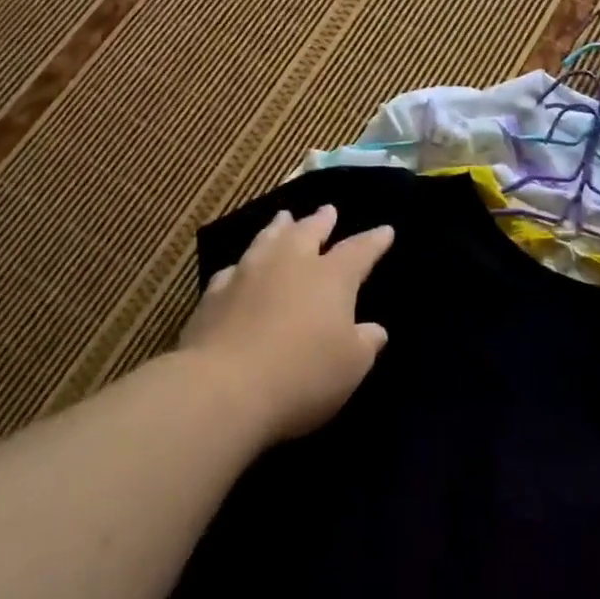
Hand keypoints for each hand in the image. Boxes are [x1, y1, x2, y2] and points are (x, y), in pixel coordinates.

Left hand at [179, 205, 394, 442]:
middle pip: (308, 232)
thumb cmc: (302, 375)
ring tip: (284, 217)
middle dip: (321, 221)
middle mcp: (291, 263)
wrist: (223, 388)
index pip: (358, 251)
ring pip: (268, 239)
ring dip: (279, 227)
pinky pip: (234, 269)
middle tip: (328, 210)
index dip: (374, 241)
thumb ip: (365, 343)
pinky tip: (240, 267)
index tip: (385, 230)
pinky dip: (243, 264)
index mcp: (331, 277)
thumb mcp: (351, 366)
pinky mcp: (214, 294)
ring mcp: (249, 274)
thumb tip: (374, 330)